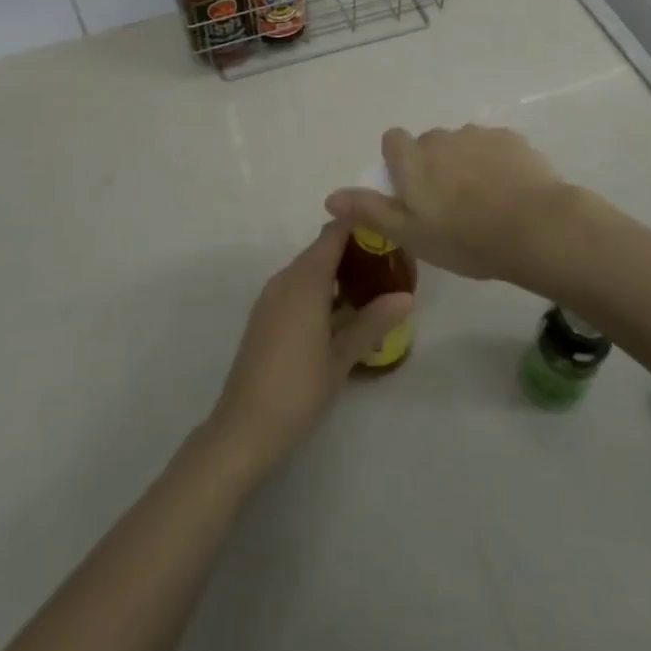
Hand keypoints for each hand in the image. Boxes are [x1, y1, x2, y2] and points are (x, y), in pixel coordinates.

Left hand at [204, 223, 411, 477]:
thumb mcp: (342, 357)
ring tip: (369, 287)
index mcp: (305, 280)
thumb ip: (373, 321)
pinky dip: (318, 287)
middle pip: (321, 248)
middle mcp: (285, 278)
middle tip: (387, 264)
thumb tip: (407, 296)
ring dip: (335, 270)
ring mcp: (271, 296)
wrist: (244, 426)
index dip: (359, 225)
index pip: (334, 233)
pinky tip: (338, 312)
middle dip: (353, 250)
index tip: (387, 230)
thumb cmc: (298, 388)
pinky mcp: (264, 314)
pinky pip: (295, 285)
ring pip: (307, 268)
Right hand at [323, 124, 582, 288]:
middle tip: (449, 206)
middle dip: (434, 166)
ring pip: (463, 146)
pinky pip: (494, 148)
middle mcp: (441, 138)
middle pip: (429, 144)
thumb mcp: (408, 233)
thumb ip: (368, 210)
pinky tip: (509, 194)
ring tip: (484, 203)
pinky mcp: (511, 140)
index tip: (410, 190)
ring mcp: (478, 135)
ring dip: (466, 164)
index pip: (392, 140)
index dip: (397, 161)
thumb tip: (330, 197)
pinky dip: (496, 164)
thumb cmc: (463, 237)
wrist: (534, 227)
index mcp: (413, 158)